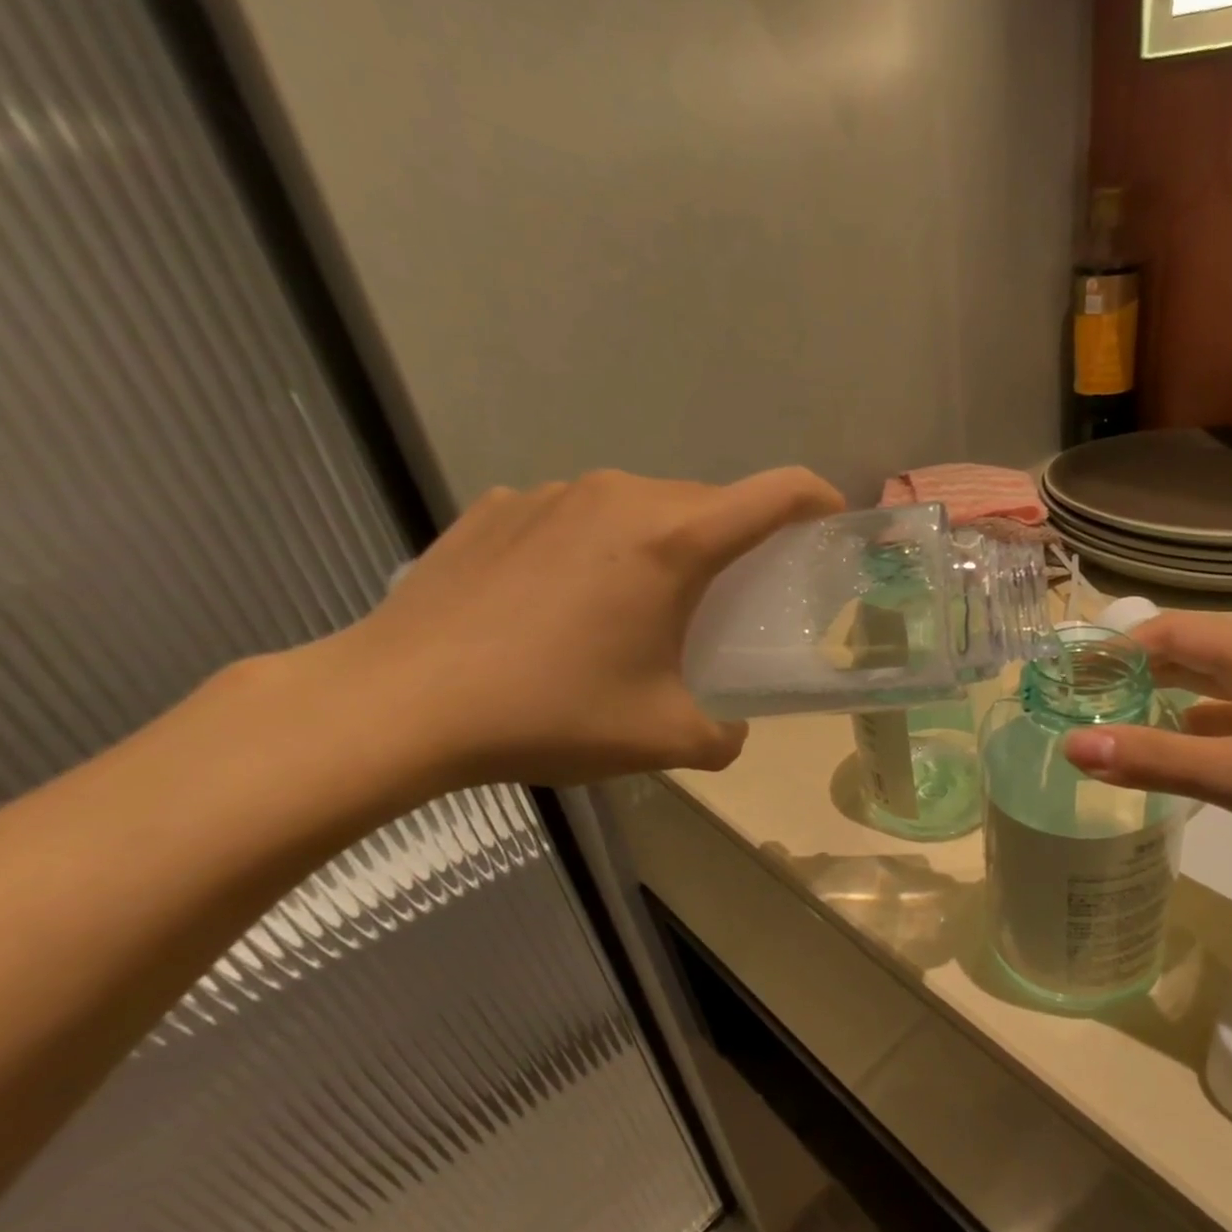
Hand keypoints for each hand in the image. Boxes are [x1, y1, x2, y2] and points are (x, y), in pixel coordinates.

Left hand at [311, 467, 843, 789]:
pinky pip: (579, 517)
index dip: (819, 501)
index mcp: (674, 541)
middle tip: (730, 601)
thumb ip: (726, 734)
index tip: (832, 525)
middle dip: (737, 542)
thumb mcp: (664, 738)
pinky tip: (564, 605)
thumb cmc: (550, 713)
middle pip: (710, 503)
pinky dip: (599, 549)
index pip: (777, 493)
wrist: (398, 702)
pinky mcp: (500, 506)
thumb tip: (732, 727)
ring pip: (644, 507)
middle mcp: (621, 496)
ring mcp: (553, 493)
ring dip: (665, 546)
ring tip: (641, 607)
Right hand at [1061, 613, 1231, 893]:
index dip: (1113, 649)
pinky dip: (1194, 741)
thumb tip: (1071, 744)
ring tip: (1110, 736)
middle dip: (1131, 677)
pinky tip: (1175, 770)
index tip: (1063, 679)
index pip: (1168, 632)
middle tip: (1075, 708)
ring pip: (1210, 697)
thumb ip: (1158, 760)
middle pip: (1187, 659)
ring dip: (1160, 709)